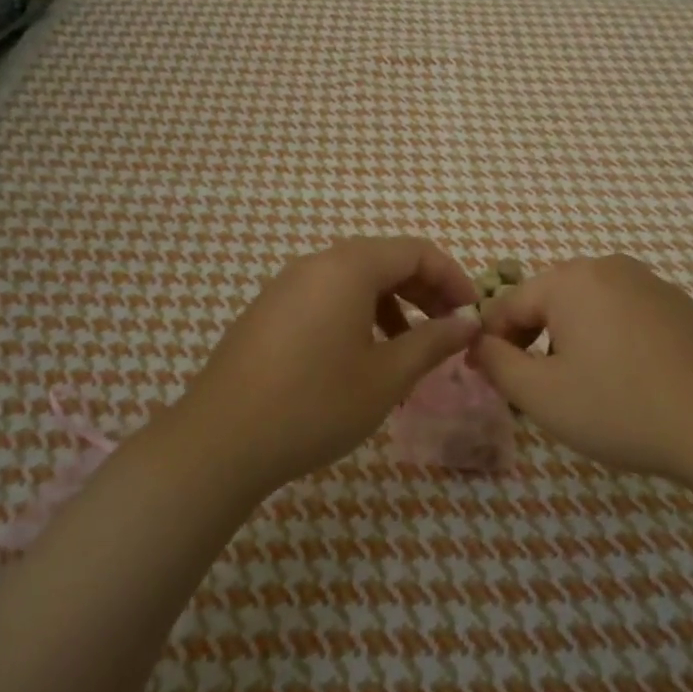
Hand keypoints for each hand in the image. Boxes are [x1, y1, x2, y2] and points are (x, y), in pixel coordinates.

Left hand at [175, 237, 479, 491]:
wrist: (221, 440)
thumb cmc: (316, 403)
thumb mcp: (387, 376)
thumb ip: (433, 342)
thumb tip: (468, 323)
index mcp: (349, 267)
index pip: (416, 251)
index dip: (452, 278)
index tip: (471, 315)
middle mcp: (316, 264)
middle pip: (384, 260)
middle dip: (424, 291)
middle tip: (449, 331)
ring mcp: (286, 287)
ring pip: (354, 281)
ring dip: (392, 306)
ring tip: (410, 350)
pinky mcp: (268, 312)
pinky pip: (326, 298)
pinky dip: (357, 316)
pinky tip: (362, 359)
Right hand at [473, 254, 692, 484]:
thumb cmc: (620, 408)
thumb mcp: (541, 395)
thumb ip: (497, 363)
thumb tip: (479, 343)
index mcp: (571, 279)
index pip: (509, 304)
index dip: (492, 342)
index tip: (487, 377)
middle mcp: (609, 267)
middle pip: (550, 299)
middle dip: (532, 339)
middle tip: (531, 386)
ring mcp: (650, 283)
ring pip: (588, 307)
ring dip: (570, 339)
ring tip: (578, 385)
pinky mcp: (679, 305)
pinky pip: (624, 314)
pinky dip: (609, 339)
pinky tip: (624, 379)